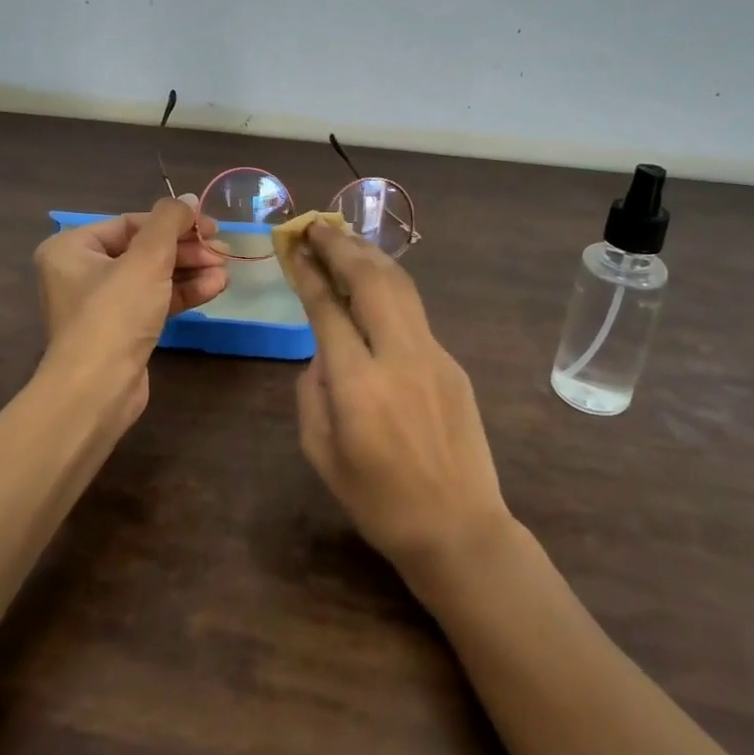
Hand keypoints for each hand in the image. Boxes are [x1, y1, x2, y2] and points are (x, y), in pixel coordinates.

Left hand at [32, 195, 226, 427]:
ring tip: (225, 271)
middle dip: (186, 250)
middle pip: (144, 249)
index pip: (132, 223)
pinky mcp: (121, 330)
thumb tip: (189, 199)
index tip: (210, 226)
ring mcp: (101, 303)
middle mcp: (81, 272)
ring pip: (153, 276)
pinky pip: (154, 300)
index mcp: (72, 248)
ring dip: (191, 271)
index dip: (174, 222)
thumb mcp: (146, 259)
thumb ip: (170, 222)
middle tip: (223, 251)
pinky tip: (215, 288)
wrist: (96, 390)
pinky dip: (182, 293)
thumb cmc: (114, 314)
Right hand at [285, 221, 514, 580]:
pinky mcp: (453, 363)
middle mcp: (399, 357)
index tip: (295, 247)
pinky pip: (414, 315)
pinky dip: (389, 288)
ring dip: (369, 256)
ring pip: (400, 286)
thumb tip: (324, 348)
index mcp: (359, 384)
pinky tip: (374, 286)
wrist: (458, 528)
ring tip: (344, 238)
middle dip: (341, 245)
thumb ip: (314, 388)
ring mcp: (434, 356)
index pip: (328, 308)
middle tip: (317, 226)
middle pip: (370, 280)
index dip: (309, 272)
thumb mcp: (321, 451)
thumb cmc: (377, 500)